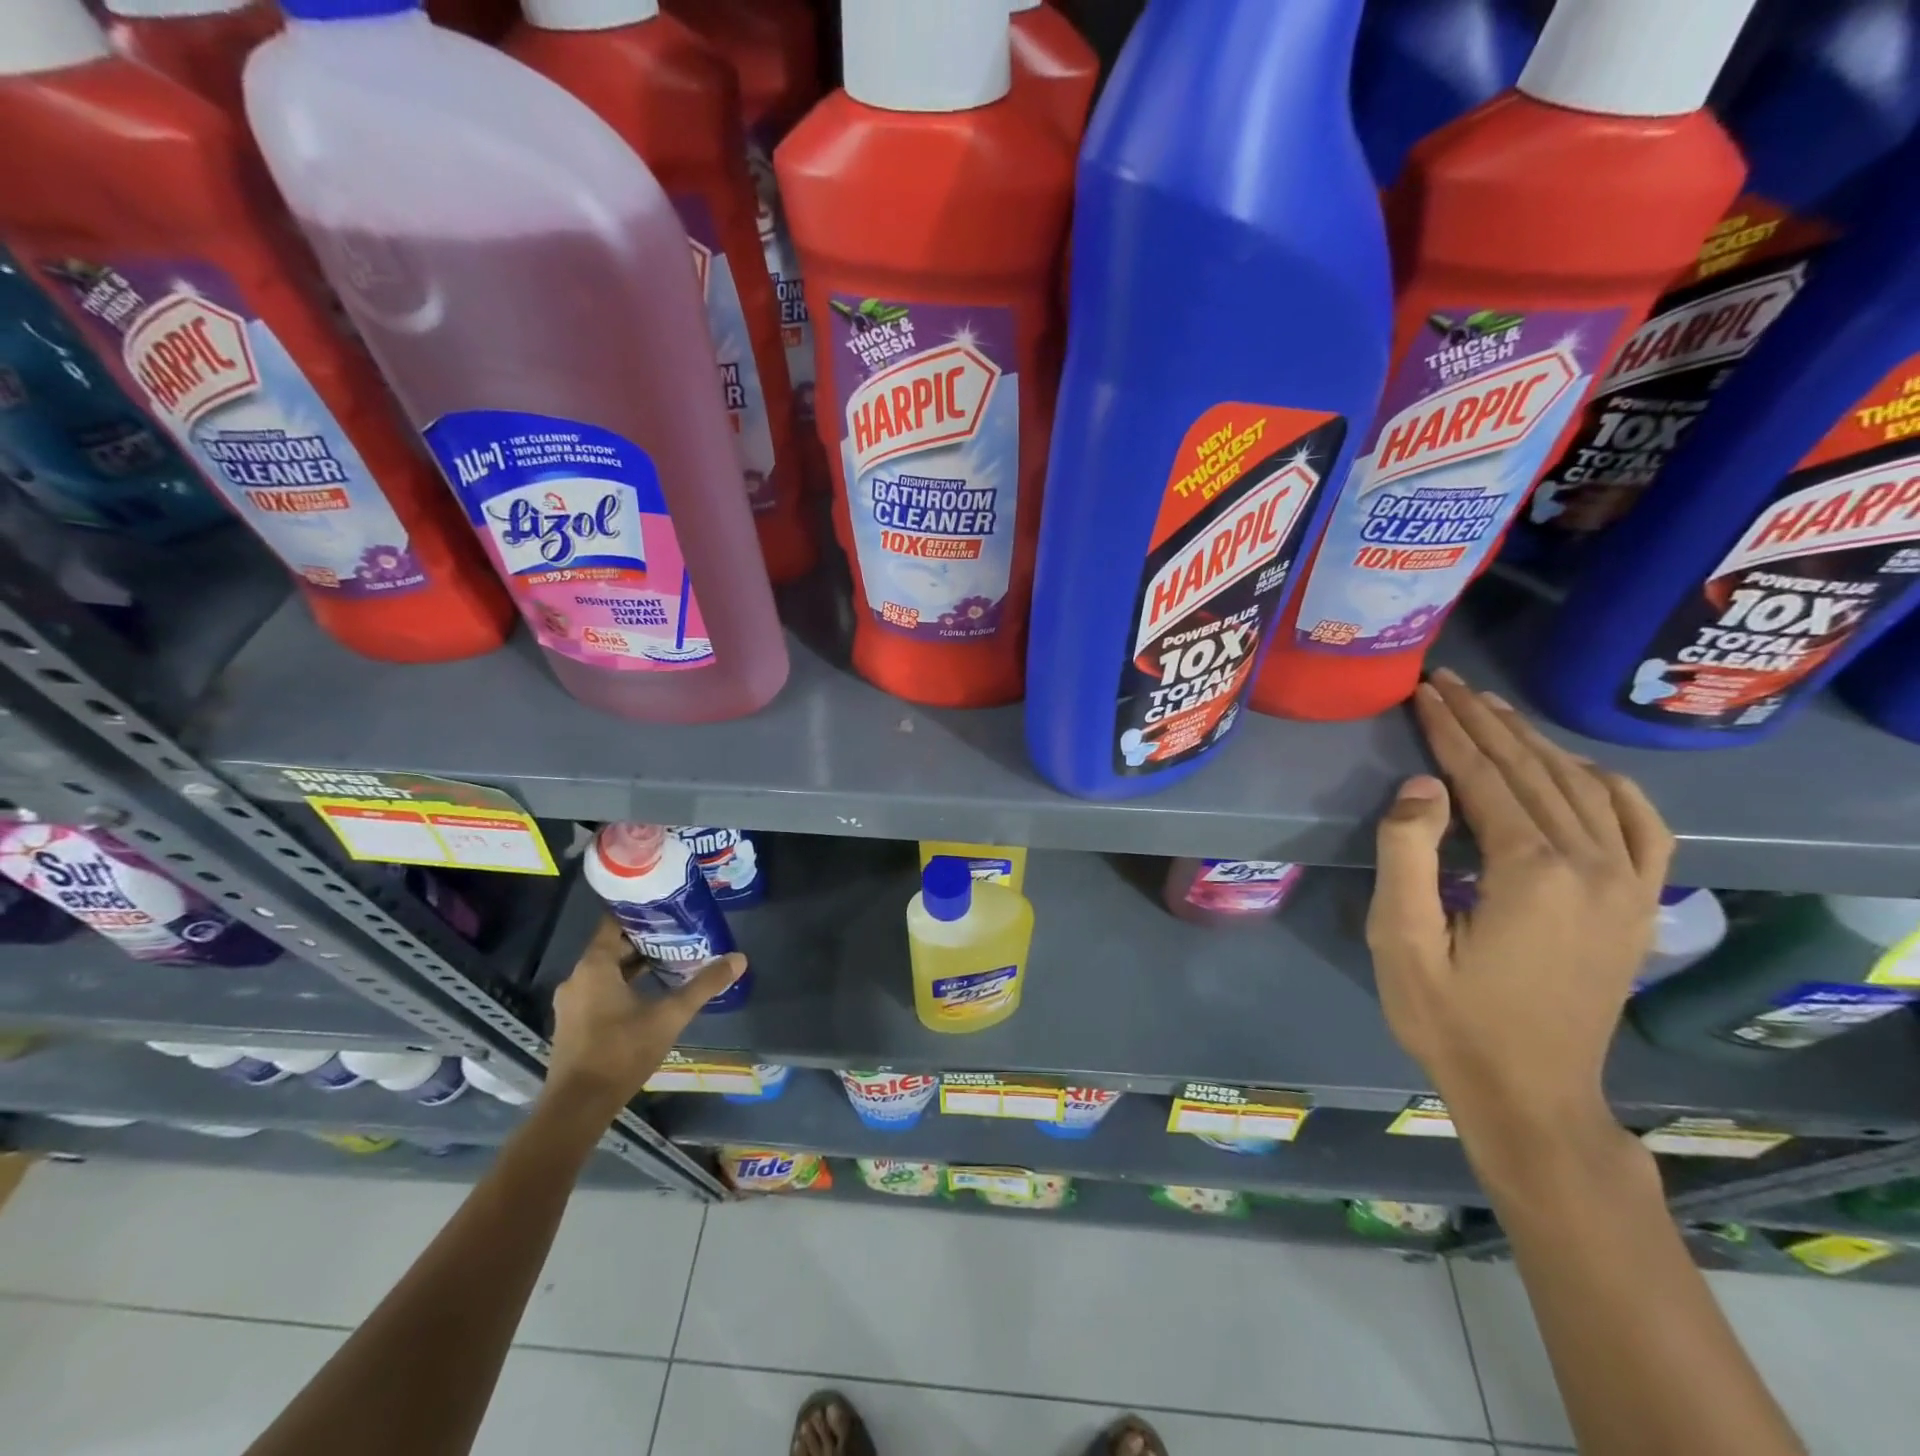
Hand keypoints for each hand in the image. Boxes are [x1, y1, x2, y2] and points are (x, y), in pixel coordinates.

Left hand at [545, 916, 746, 1115]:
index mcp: (595, 966)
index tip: (669, 909)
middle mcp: (577, 978)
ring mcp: (571, 1002)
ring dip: (635, 966)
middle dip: (646, 941)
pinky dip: (622, 985)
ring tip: (671, 962)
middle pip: (613, 947)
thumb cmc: (621, 1052)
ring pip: (606, 971)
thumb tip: (739, 958)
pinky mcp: (572, 1023)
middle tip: (680, 935)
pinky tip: (650, 994)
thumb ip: (704, 986)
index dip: (642, 914)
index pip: (615, 923)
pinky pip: (599, 991)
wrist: (578, 1108)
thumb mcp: (670, 1016)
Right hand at [1365, 670, 1674, 1171]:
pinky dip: (1608, 785)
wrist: (1531, 1093)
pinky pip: (1642, 825)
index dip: (1450, 730)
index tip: (1424, 690)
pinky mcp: (1641, 905)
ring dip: (1536, 742)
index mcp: (1532, 871)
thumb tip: (1422, 784)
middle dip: (1487, 721)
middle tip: (1449, 683)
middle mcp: (1593, 865)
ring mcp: (1629, 885)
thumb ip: (1408, 854)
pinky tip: (1580, 770)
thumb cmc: (1450, 1017)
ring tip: (1495, 711)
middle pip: (1535, 770)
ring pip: (1585, 787)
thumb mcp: (1401, 939)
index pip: (1486, 777)